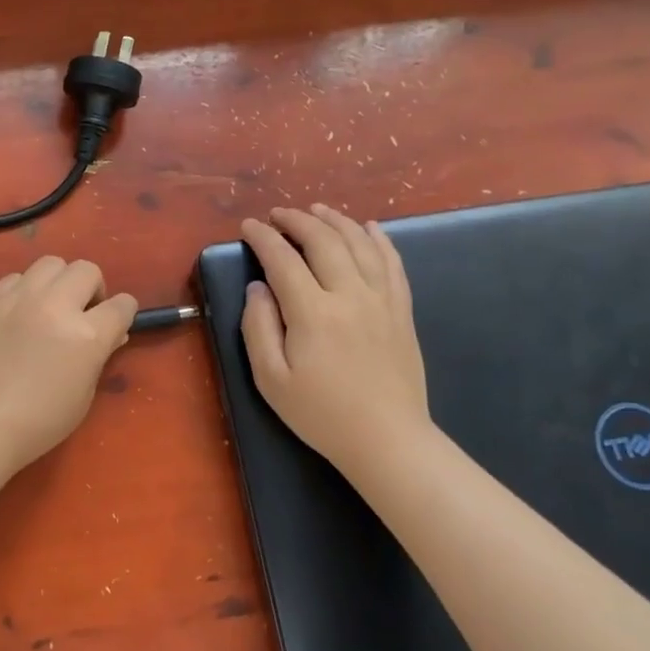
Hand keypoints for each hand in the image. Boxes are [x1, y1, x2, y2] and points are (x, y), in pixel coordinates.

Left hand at [0, 256, 137, 470]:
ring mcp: (19, 297)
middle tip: (82, 313)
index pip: (122, 304)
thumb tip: (112, 333)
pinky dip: (25, 289)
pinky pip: (16, 277)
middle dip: (92, 289)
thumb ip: (100, 355)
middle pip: (86, 270)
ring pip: (51, 264)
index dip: (123, 314)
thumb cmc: (39, 421)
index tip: (115, 323)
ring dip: (59, 281)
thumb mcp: (84, 394)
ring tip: (50, 306)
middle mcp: (55, 305)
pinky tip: (19, 313)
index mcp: (86, 334)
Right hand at [240, 206, 431, 476]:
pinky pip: (392, 263)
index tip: (248, 226)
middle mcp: (349, 295)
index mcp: (312, 313)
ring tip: (316, 210)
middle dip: (297, 220)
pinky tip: (368, 227)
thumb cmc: (320, 414)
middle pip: (323, 241)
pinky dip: (379, 239)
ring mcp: (381, 300)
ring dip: (335, 221)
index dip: (263, 238)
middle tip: (277, 215)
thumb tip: (258, 287)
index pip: (283, 260)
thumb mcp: (270, 379)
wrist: (387, 440)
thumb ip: (258, 327)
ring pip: (359, 244)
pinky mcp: (401, 311)